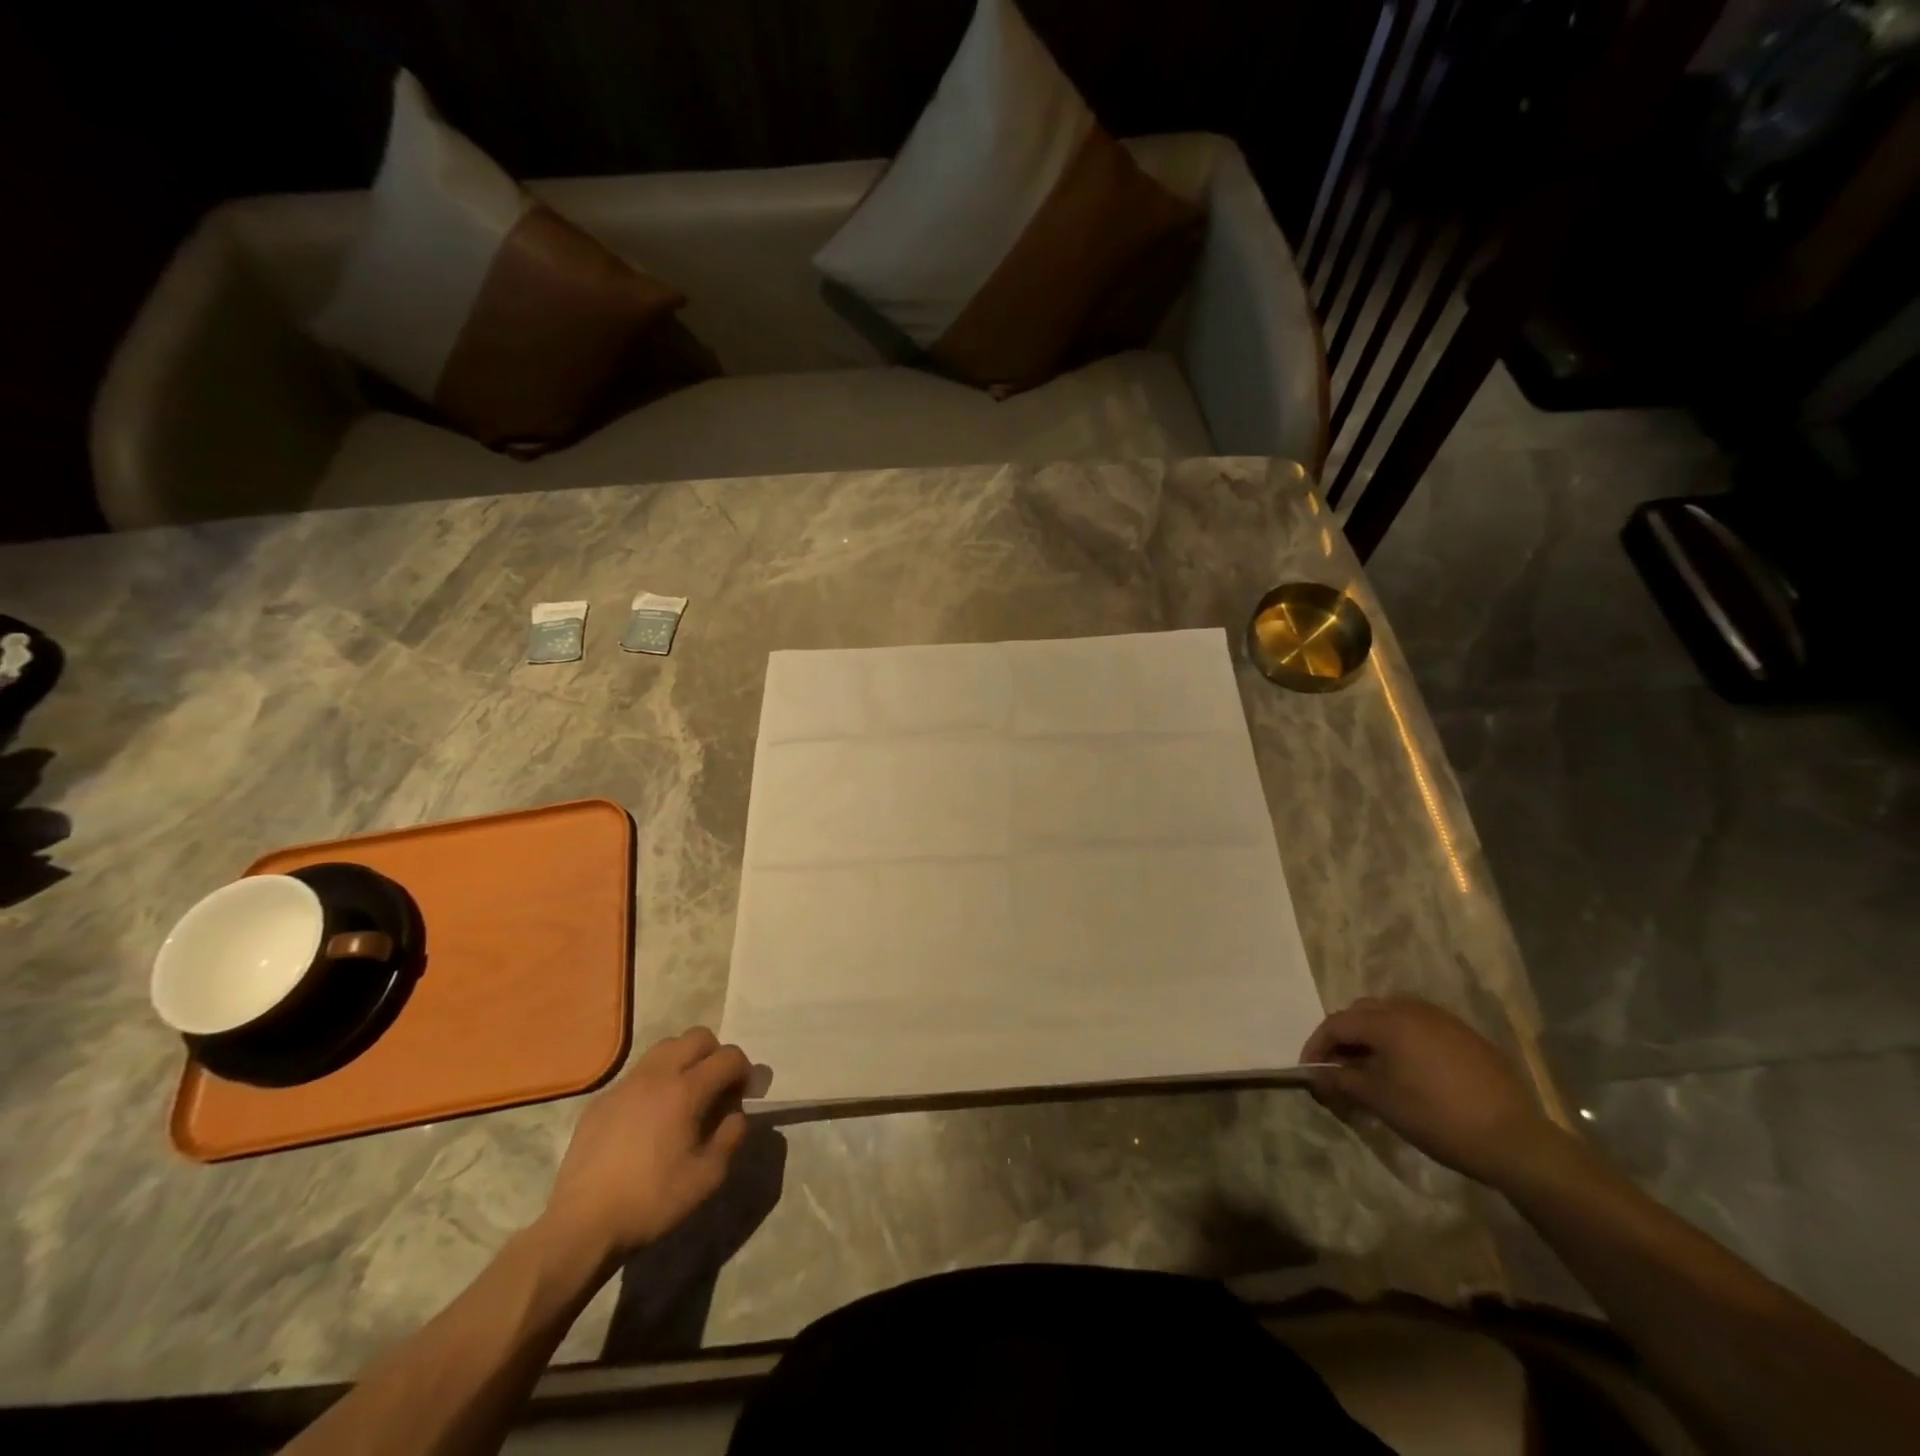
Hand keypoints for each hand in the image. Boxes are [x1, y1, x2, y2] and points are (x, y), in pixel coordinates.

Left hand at [542, 1028, 751, 1262]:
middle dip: (716, 1055)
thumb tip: (737, 1113)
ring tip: (685, 1095)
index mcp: (685, 1090)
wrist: (581, 1226)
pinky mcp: (601, 1100)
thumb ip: (732, 1136)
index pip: (728, 1056)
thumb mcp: (708, 1177)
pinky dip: (655, 1082)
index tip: (745, 1094)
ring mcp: (625, 1084)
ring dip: (684, 1060)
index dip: (745, 1070)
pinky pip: (637, 1074)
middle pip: (697, 1037)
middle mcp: (656, 1075)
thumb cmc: (651, 1201)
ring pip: (665, 1047)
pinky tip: (649, 1118)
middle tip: (717, 1088)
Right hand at [1300, 996, 1567, 1188]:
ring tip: (1372, 1068)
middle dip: (1344, 1038)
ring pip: (1393, 1015)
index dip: (1317, 1047)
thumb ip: (1342, 1080)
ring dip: (1374, 1036)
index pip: (1337, 1024)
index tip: (1310, 1072)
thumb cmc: (1437, 1117)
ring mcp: (1443, 1020)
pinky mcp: (1467, 1036)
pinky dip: (1404, 1041)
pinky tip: (1410, 1070)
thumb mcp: (1381, 1101)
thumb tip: (1316, 1075)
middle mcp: (1412, 1009)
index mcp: (1387, 1020)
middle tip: (1338, 1068)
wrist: (1515, 1141)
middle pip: (1363, 1013)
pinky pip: (1422, 1027)